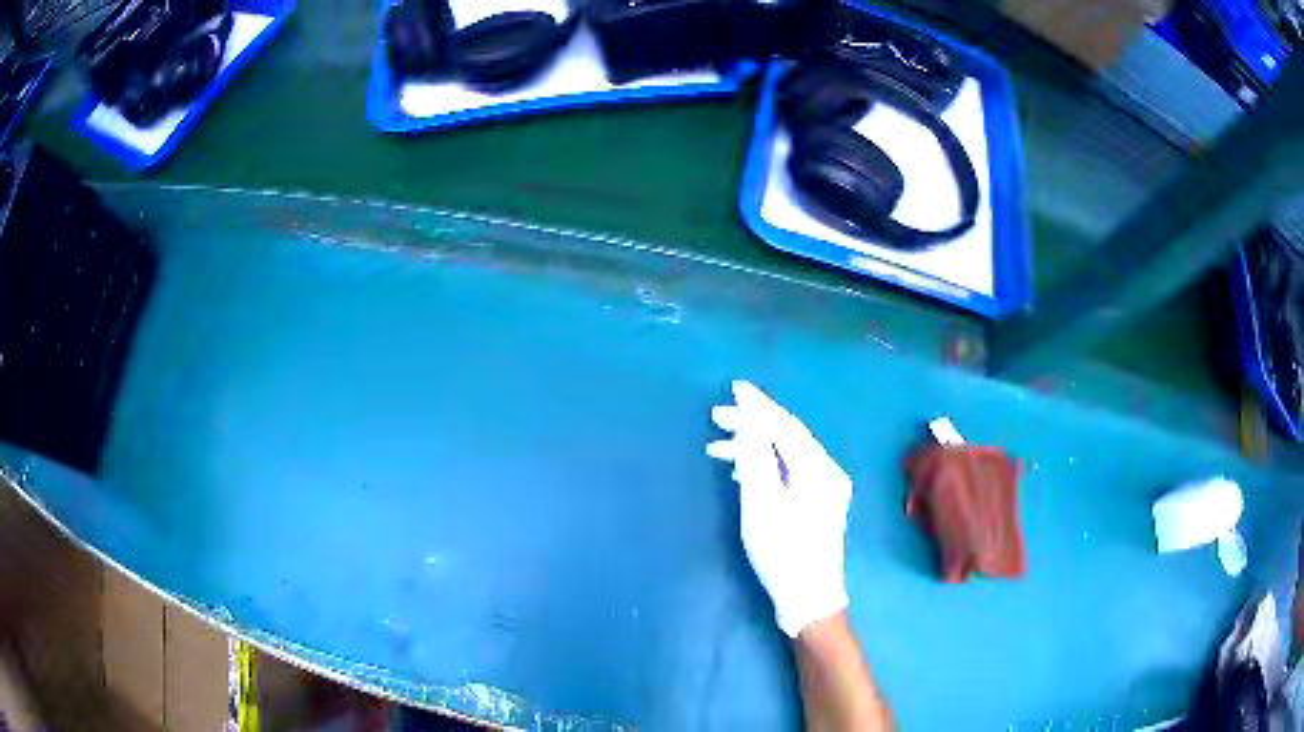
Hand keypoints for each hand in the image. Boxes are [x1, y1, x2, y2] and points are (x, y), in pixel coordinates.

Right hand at [707, 380, 852, 636]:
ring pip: (787, 455)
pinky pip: (789, 471)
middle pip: (788, 438)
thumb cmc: (784, 554)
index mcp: (820, 470)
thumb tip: (748, 425)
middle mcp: (829, 473)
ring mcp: (826, 489)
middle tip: (716, 417)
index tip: (734, 388)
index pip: (786, 427)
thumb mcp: (763, 506)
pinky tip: (741, 468)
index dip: (759, 406)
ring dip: (755, 446)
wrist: (810, 598)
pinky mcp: (818, 504)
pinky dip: (764, 464)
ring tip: (718, 446)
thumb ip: (756, 461)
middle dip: (753, 425)